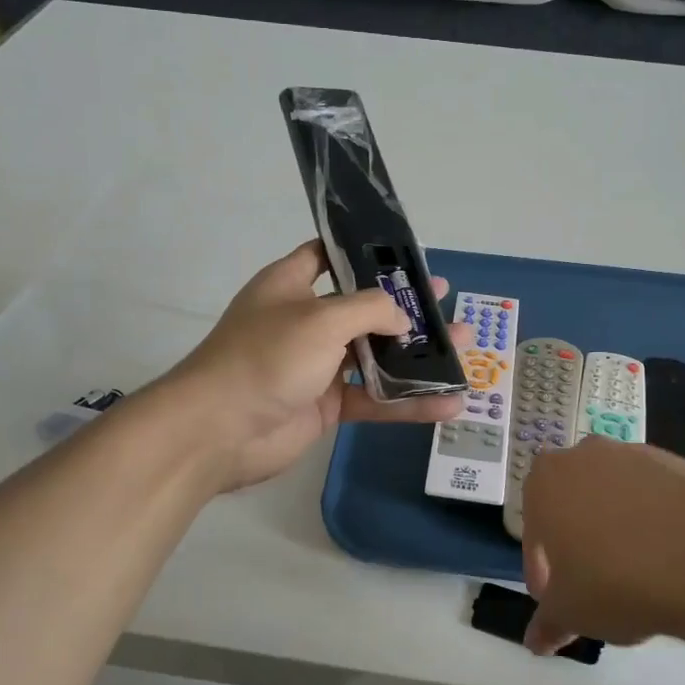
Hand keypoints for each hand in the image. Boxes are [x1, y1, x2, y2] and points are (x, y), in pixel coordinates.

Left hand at [165, 240, 474, 491]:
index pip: (328, 256)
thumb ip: (370, 310)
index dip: (363, 253)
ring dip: (417, 355)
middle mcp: (305, 321)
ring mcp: (316, 365)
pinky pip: (374, 398)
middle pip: (363, 307)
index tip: (402, 254)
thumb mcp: (322, 318)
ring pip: (375, 355)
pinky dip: (407, 402)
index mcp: (291, 285)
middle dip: (405, 305)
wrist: (219, 431)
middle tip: (444, 299)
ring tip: (465, 347)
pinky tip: (448, 404)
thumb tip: (402, 319)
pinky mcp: (326, 405)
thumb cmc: (267, 357)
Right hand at [520, 437, 684, 655]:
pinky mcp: (675, 461)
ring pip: (613, 496)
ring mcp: (632, 453)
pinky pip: (653, 495)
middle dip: (578, 541)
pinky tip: (671, 557)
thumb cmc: (616, 581)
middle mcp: (583, 455)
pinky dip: (654, 520)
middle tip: (595, 585)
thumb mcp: (571, 613)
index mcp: (545, 482)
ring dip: (617, 528)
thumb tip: (535, 641)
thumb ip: (548, 622)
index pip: (534, 533)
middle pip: (572, 504)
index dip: (543, 571)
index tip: (559, 601)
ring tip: (639, 574)